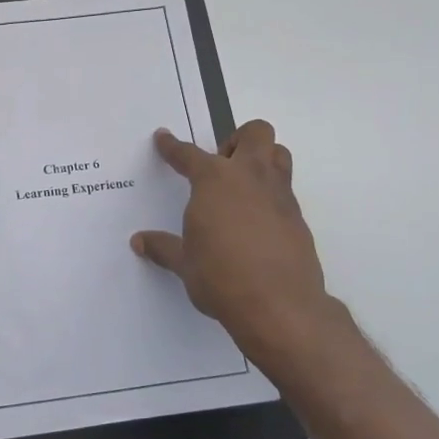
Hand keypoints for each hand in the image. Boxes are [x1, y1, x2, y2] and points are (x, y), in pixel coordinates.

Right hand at [131, 120, 352, 391]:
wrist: (279, 305)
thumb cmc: (221, 277)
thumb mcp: (185, 263)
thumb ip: (163, 247)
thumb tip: (140, 241)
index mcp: (214, 180)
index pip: (188, 155)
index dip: (172, 146)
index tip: (164, 138)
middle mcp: (250, 178)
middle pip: (254, 133)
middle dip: (237, 141)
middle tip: (221, 165)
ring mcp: (279, 196)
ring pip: (279, 155)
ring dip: (262, 160)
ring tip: (242, 188)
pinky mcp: (298, 219)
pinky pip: (285, 191)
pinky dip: (270, 196)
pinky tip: (256, 224)